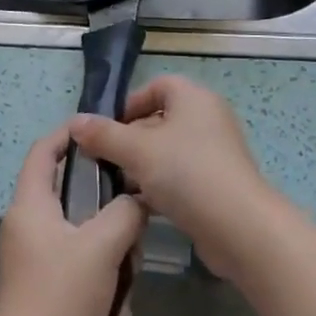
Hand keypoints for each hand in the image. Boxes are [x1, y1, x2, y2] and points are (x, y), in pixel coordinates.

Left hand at [0, 129, 147, 315]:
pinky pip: (84, 273)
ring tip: (126, 278)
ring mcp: (37, 261)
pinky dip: (103, 289)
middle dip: (109, 211)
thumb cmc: (60, 297)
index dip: (70, 133)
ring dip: (112, 257)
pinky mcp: (48, 292)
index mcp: (31, 206)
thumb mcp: (102, 246)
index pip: (44, 150)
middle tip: (134, 220)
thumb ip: (126, 212)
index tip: (104, 130)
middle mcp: (29, 227)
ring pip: (85, 238)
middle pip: (73, 197)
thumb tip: (140, 197)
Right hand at [67, 76, 278, 280]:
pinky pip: (180, 177)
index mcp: (193, 98)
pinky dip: (159, 187)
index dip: (129, 103)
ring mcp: (214, 153)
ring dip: (141, 167)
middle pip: (159, 120)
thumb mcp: (137, 151)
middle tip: (103, 161)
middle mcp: (207, 119)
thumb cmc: (187, 173)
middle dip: (129, 139)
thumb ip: (104, 135)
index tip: (106, 129)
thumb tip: (75, 122)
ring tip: (114, 186)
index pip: (157, 86)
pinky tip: (137, 206)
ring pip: (168, 152)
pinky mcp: (216, 185)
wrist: (240, 228)